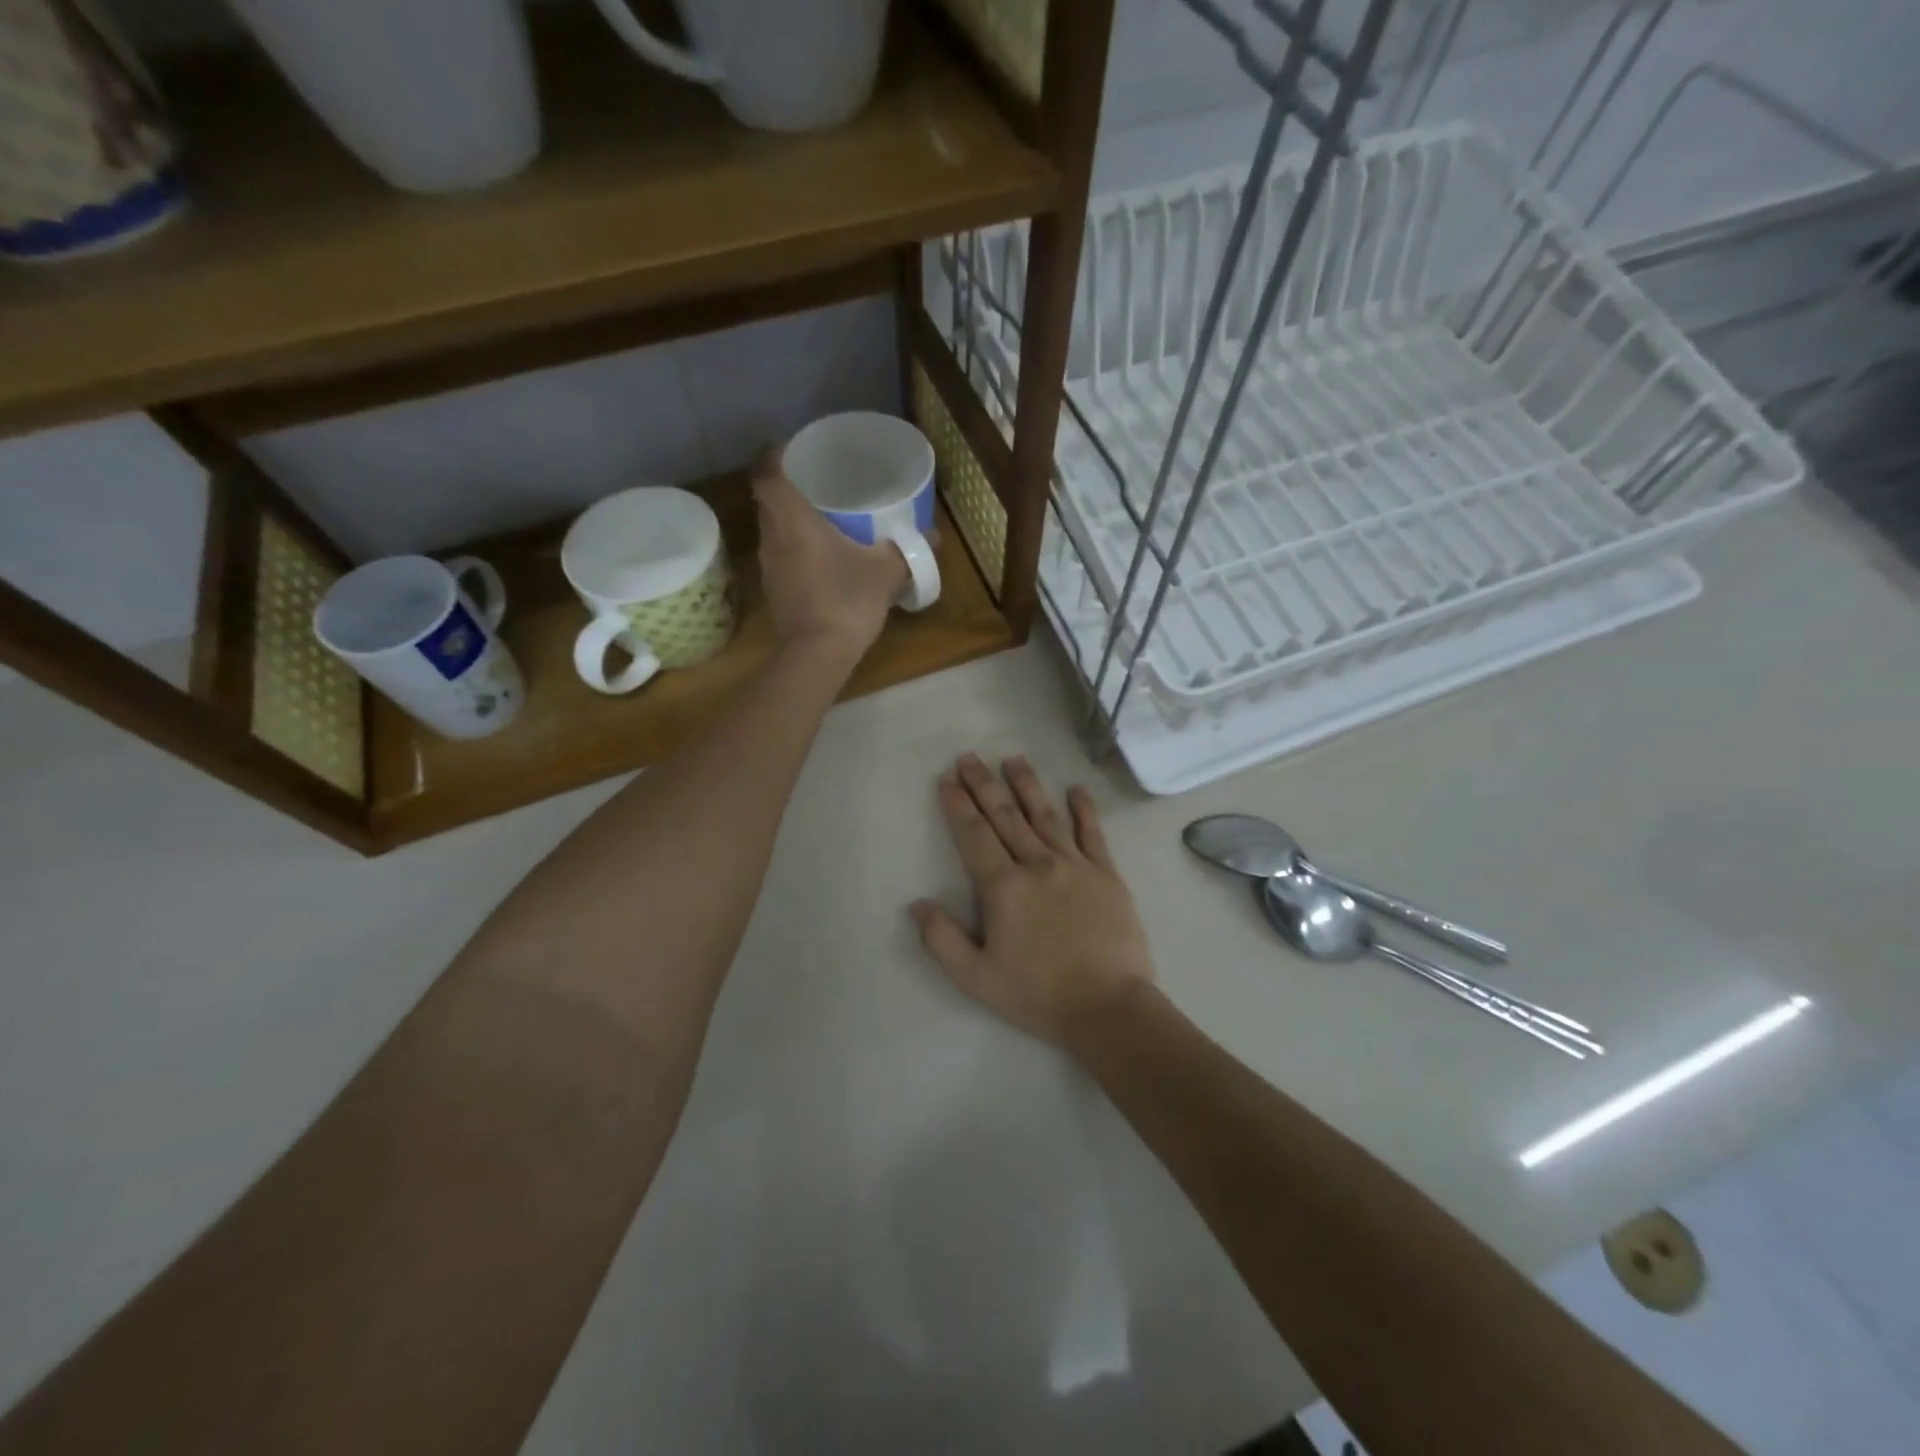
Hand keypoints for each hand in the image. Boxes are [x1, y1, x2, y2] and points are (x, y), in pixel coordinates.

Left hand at [754, 458, 907, 663]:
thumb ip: (907, 550)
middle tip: (821, 482)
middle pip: (769, 499)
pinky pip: (781, 554)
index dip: (776, 455)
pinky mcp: (774, 590)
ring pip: (774, 529)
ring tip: (823, 516)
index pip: (767, 472)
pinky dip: (796, 547)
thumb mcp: (885, 571)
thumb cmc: (846, 600)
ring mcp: (769, 566)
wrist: (816, 655)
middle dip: (790, 486)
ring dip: (792, 519)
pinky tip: (822, 556)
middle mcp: (772, 537)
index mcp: (792, 519)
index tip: (798, 450)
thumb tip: (934, 536)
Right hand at [911, 754, 1154, 1044]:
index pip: (974, 836)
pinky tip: (1076, 789)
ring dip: (1027, 785)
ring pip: (1045, 815)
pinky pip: (1093, 833)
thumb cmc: (1038, 994)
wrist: (1108, 1006)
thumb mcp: (977, 978)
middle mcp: (1037, 864)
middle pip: (1005, 816)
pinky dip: (1084, 809)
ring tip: (1013, 759)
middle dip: (984, 785)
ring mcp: (1075, 865)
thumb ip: (942, 939)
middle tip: (969, 757)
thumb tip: (917, 904)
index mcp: (1004, 887)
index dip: (958, 806)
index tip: (947, 780)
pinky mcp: (1107, 874)